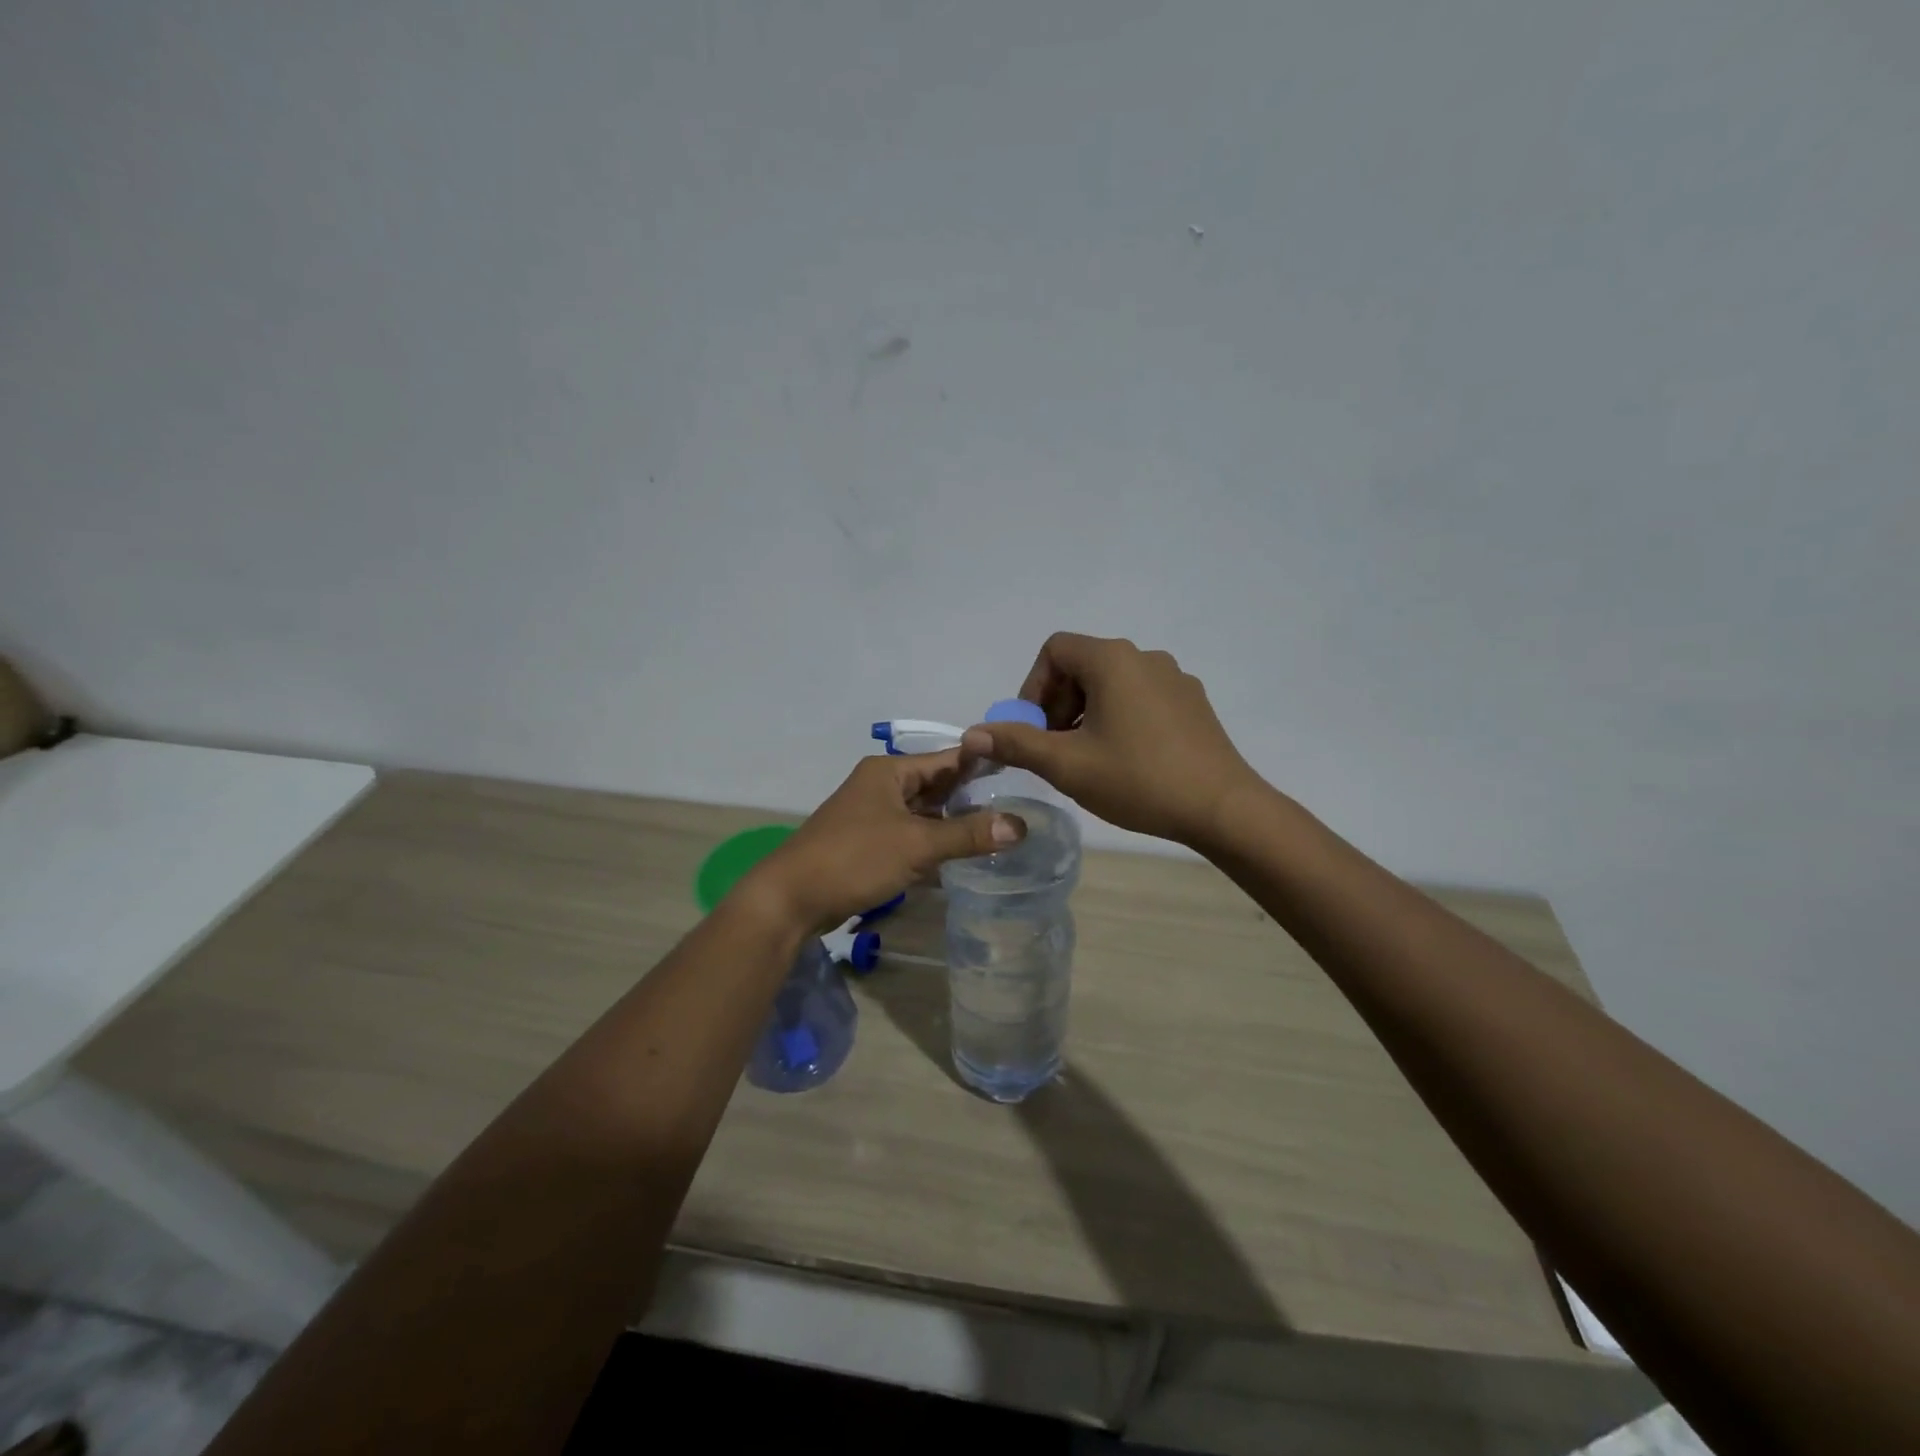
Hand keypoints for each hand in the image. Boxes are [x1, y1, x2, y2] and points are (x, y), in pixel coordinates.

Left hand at [744, 750, 1024, 931]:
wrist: (792, 898)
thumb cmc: (855, 858)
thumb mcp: (917, 844)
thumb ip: (969, 834)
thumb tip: (1021, 825)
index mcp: (889, 772)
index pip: (946, 759)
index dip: (981, 764)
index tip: (1020, 770)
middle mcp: (881, 786)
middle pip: (936, 786)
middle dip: (971, 797)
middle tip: (1018, 804)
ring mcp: (872, 815)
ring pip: (923, 813)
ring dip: (953, 823)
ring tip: (998, 830)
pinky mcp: (867, 844)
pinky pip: (910, 836)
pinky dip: (932, 843)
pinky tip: (960, 856)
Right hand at [960, 633, 1260, 847]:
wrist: (1222, 808)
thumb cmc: (1138, 779)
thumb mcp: (1067, 764)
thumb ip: (1016, 743)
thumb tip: (973, 733)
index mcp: (1112, 660)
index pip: (1055, 650)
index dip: (1033, 688)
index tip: (1034, 729)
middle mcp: (1145, 657)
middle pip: (1083, 665)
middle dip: (1058, 703)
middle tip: (1055, 748)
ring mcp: (1175, 679)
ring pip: (1113, 684)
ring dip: (1087, 713)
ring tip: (1088, 759)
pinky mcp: (1193, 703)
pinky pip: (1142, 698)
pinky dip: (1119, 718)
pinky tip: (1126, 760)